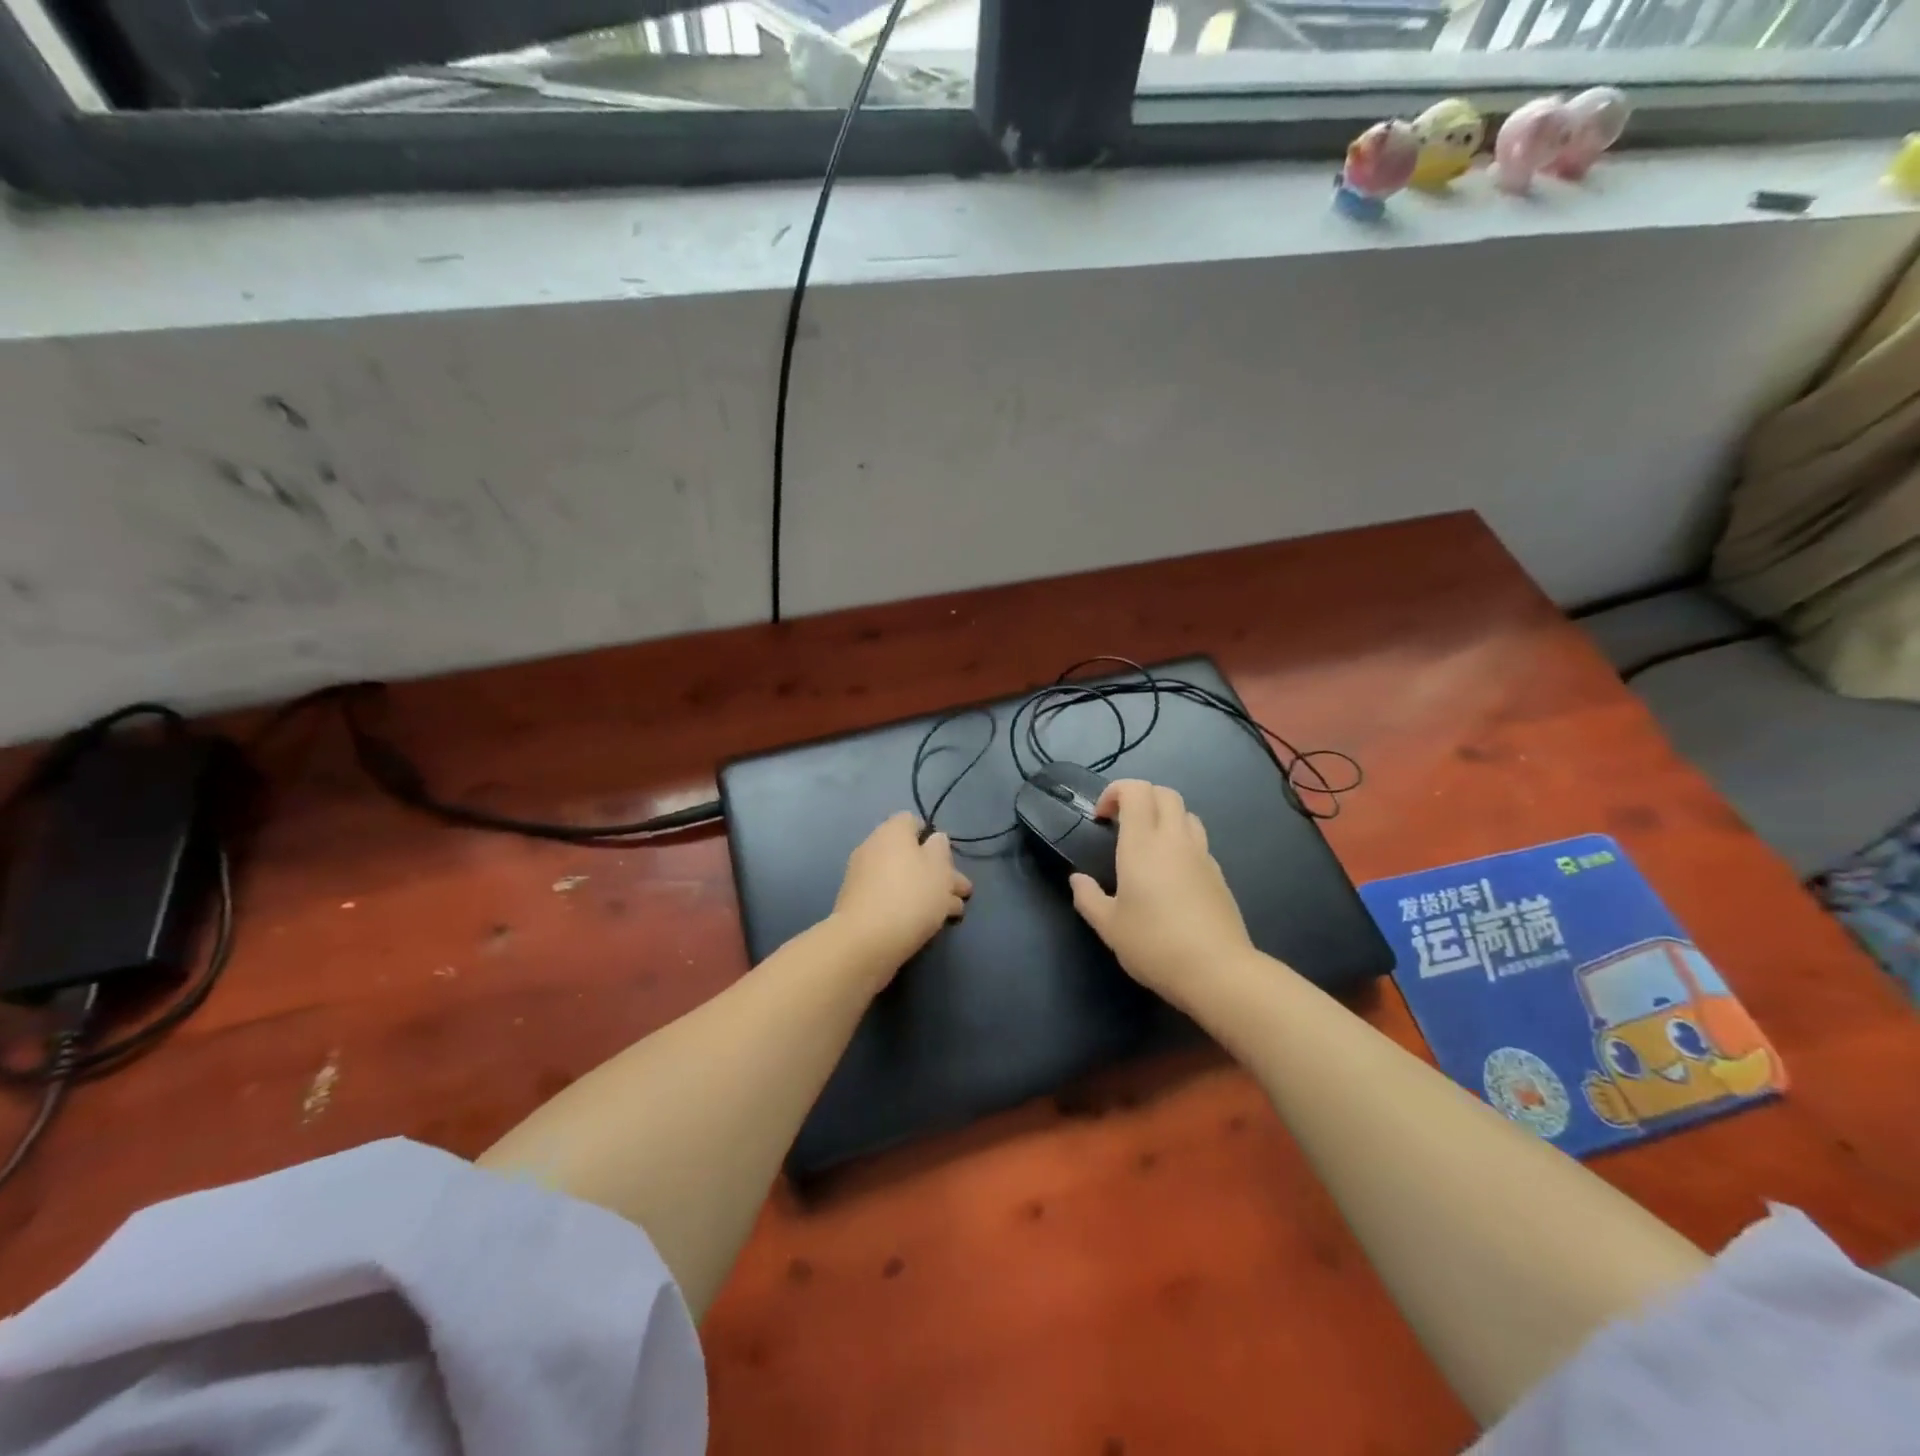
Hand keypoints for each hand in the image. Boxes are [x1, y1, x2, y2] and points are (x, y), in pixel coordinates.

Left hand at [831, 813, 972, 981]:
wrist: (866, 940)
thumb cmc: (911, 895)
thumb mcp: (939, 867)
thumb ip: (940, 849)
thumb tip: (934, 840)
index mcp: (891, 832)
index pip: (912, 821)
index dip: (933, 836)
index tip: (948, 858)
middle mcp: (873, 848)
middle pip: (911, 853)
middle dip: (938, 871)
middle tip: (961, 891)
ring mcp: (863, 877)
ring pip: (904, 878)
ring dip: (929, 891)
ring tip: (954, 912)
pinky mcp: (859, 904)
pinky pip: (891, 896)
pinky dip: (909, 904)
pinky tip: (931, 921)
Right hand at [1070, 780, 1253, 1005]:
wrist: (1217, 971)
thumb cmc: (1154, 945)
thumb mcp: (1109, 926)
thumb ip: (1088, 897)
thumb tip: (1077, 879)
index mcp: (1143, 844)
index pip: (1136, 790)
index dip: (1116, 792)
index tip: (1100, 817)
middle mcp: (1175, 840)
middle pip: (1165, 793)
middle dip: (1140, 797)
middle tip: (1121, 824)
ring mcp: (1201, 855)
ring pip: (1186, 813)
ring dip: (1164, 816)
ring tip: (1147, 844)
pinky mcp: (1218, 874)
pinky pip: (1198, 841)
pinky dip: (1181, 841)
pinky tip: (1170, 872)